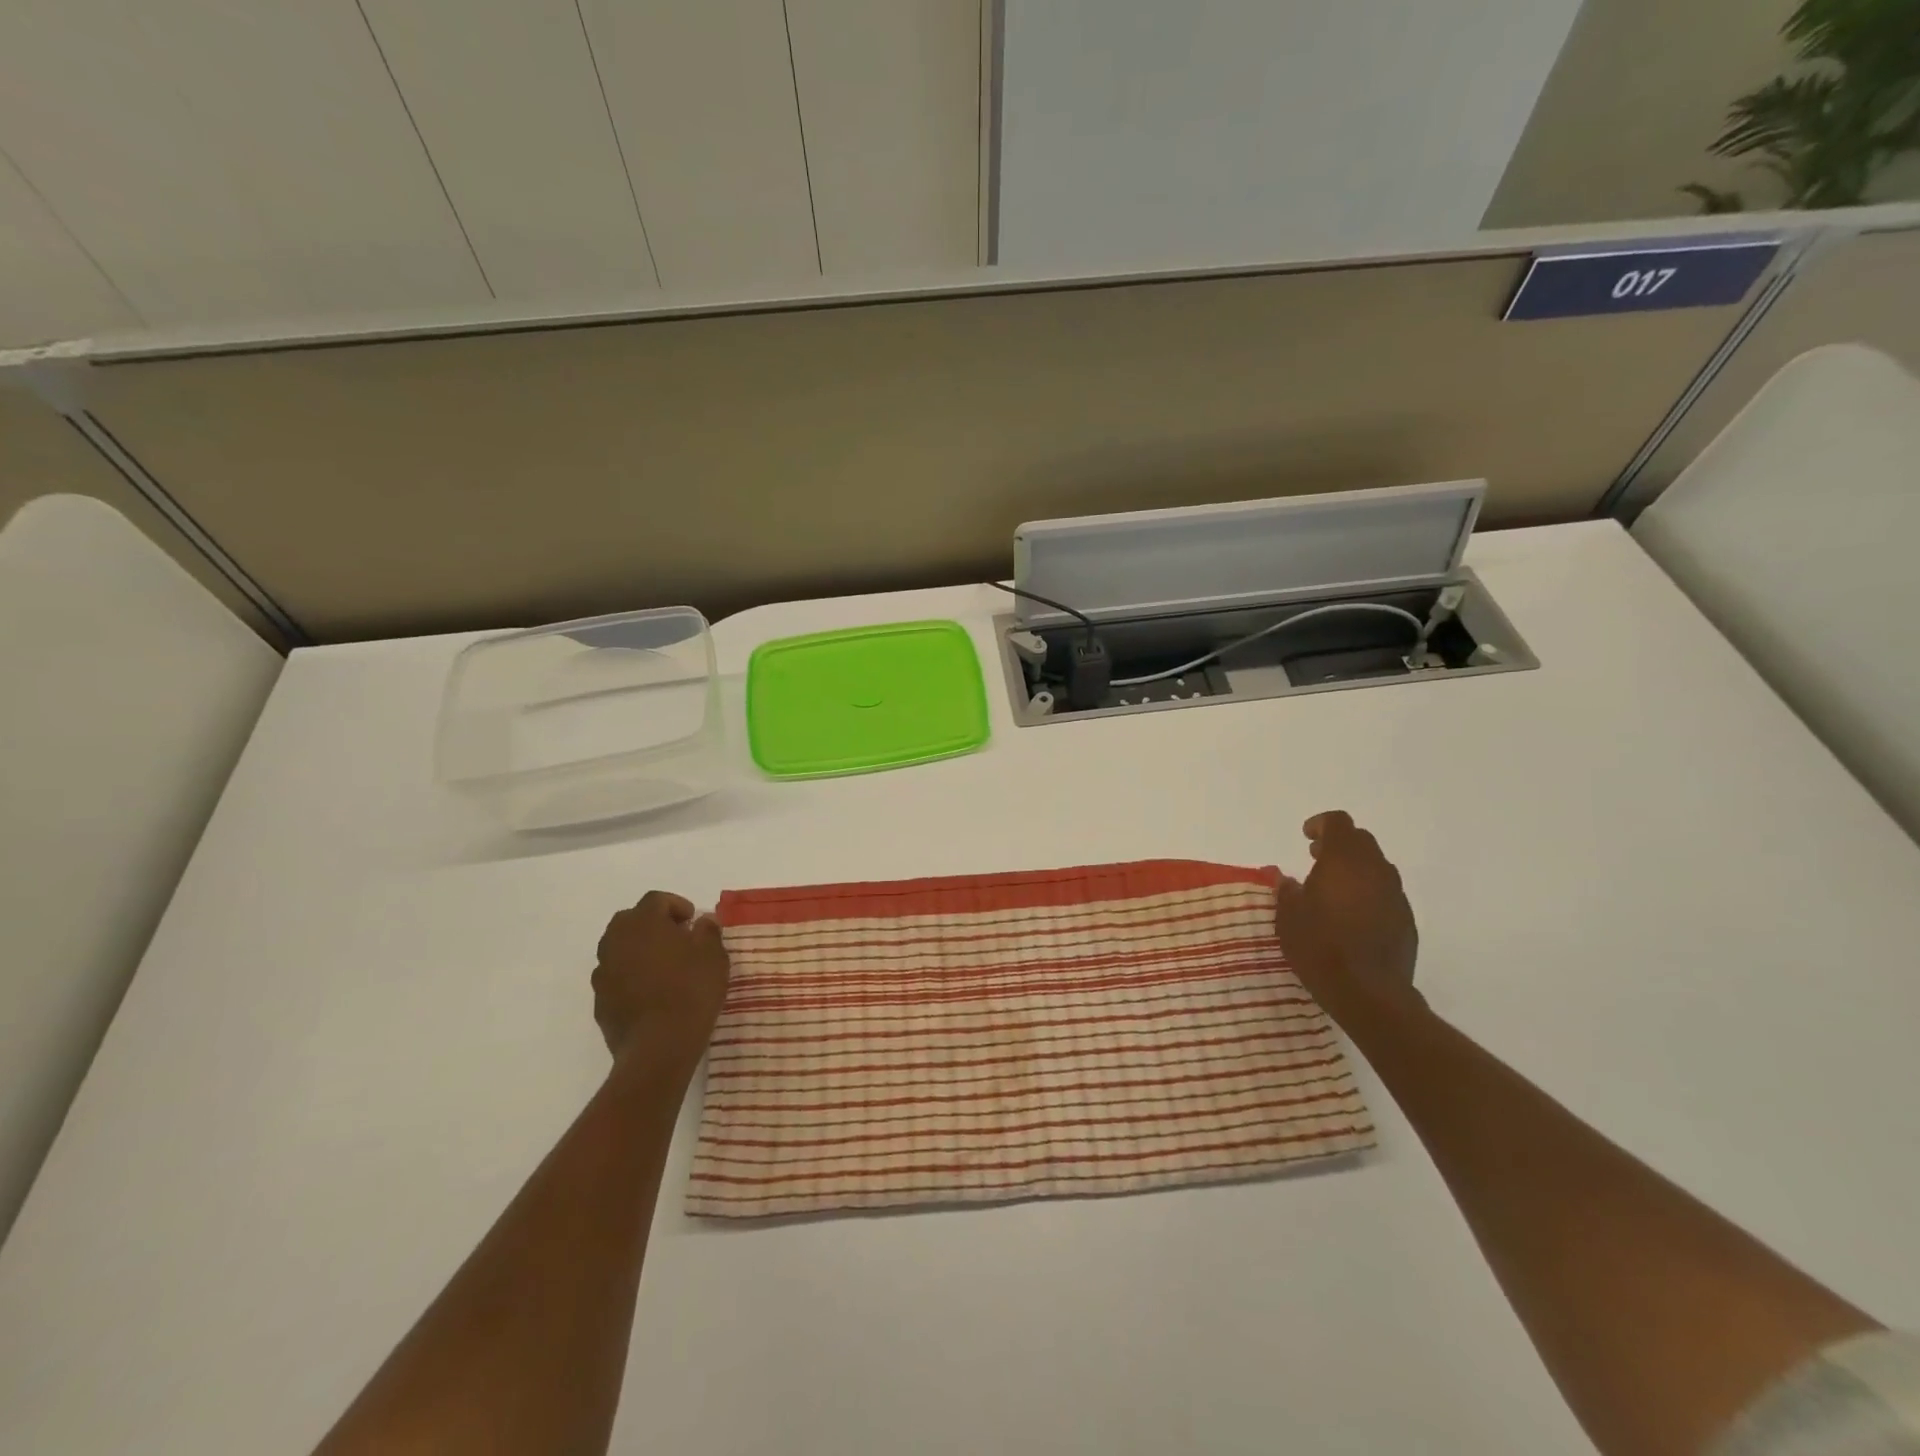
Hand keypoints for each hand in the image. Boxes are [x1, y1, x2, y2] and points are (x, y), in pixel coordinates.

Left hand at [592, 892, 730, 1065]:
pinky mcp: (599, 1001)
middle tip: (678, 940)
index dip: (676, 905)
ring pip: (619, 949)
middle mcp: (616, 941)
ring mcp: (603, 972)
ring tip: (664, 968)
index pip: (656, 900)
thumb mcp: (714, 955)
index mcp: (643, 923)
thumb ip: (708, 931)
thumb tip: (703, 921)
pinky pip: (616, 977)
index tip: (693, 921)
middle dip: (653, 924)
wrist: (658, 1046)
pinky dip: (630, 977)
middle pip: (631, 920)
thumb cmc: (691, 991)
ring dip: (639, 950)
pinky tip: (651, 993)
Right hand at [1274, 811, 1422, 1024]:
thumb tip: (1289, 881)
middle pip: (1361, 841)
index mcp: (1344, 861)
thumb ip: (1288, 891)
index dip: (1321, 824)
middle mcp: (1375, 870)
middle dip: (1338, 844)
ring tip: (1333, 889)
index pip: (1339, 823)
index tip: (1306, 837)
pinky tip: (1352, 916)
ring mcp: (1395, 895)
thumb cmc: (1320, 947)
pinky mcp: (1406, 920)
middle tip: (1316, 858)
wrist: (1369, 993)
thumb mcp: (1288, 917)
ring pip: (1376, 867)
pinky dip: (1368, 893)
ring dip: (1355, 869)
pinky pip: (1385, 893)